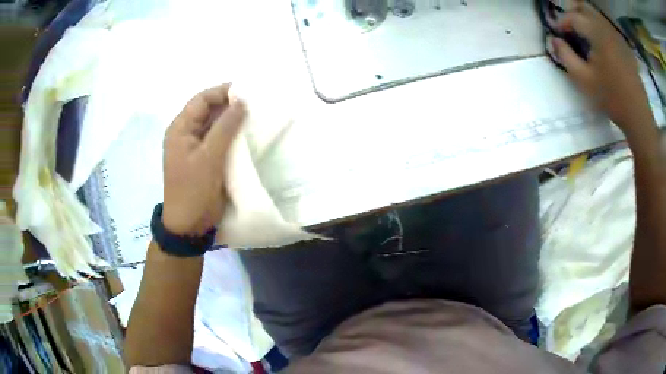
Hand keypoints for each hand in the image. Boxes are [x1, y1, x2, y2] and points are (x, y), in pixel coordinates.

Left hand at [162, 84, 245, 235]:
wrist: (189, 225)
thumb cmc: (194, 190)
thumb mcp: (209, 157)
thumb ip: (225, 127)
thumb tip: (242, 102)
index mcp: (180, 129)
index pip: (201, 100)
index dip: (222, 92)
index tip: (247, 90)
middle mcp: (186, 134)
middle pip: (208, 111)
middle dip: (229, 105)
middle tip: (255, 103)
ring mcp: (195, 147)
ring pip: (214, 125)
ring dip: (232, 120)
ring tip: (255, 116)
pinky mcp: (204, 159)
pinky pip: (218, 140)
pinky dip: (231, 135)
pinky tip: (247, 134)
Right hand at [552, 1, 655, 136]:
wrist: (638, 116)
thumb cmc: (611, 99)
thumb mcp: (584, 80)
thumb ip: (565, 56)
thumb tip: (554, 39)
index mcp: (597, 34)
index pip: (573, 16)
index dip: (561, 22)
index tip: (556, 33)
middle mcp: (607, 28)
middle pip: (584, 7)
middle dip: (573, 13)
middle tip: (568, 27)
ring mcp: (617, 36)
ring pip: (596, 14)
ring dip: (586, 19)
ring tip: (582, 35)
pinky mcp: (624, 45)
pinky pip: (607, 26)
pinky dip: (598, 27)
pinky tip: (599, 43)